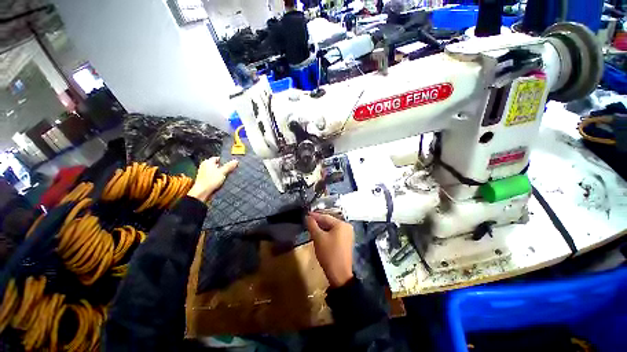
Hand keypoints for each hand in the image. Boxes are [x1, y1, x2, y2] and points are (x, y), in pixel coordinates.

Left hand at [187, 157, 237, 202]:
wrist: (202, 192)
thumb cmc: (211, 180)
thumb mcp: (222, 172)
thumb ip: (229, 166)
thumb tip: (236, 160)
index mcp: (208, 162)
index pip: (218, 158)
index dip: (225, 161)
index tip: (231, 164)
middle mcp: (204, 166)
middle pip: (217, 165)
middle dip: (224, 167)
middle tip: (231, 170)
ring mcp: (204, 173)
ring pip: (215, 171)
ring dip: (221, 173)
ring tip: (228, 175)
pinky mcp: (204, 179)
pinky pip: (213, 176)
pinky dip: (217, 177)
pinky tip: (222, 180)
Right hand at [305, 212, 353, 287]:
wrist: (339, 274)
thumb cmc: (329, 253)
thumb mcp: (318, 238)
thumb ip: (312, 225)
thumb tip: (308, 217)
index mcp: (341, 224)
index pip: (325, 217)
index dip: (315, 216)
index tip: (306, 214)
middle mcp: (346, 227)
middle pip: (329, 221)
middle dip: (318, 221)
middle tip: (308, 220)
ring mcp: (347, 234)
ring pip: (332, 227)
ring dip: (322, 227)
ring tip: (312, 226)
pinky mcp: (346, 241)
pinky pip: (334, 233)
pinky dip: (327, 232)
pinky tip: (319, 233)